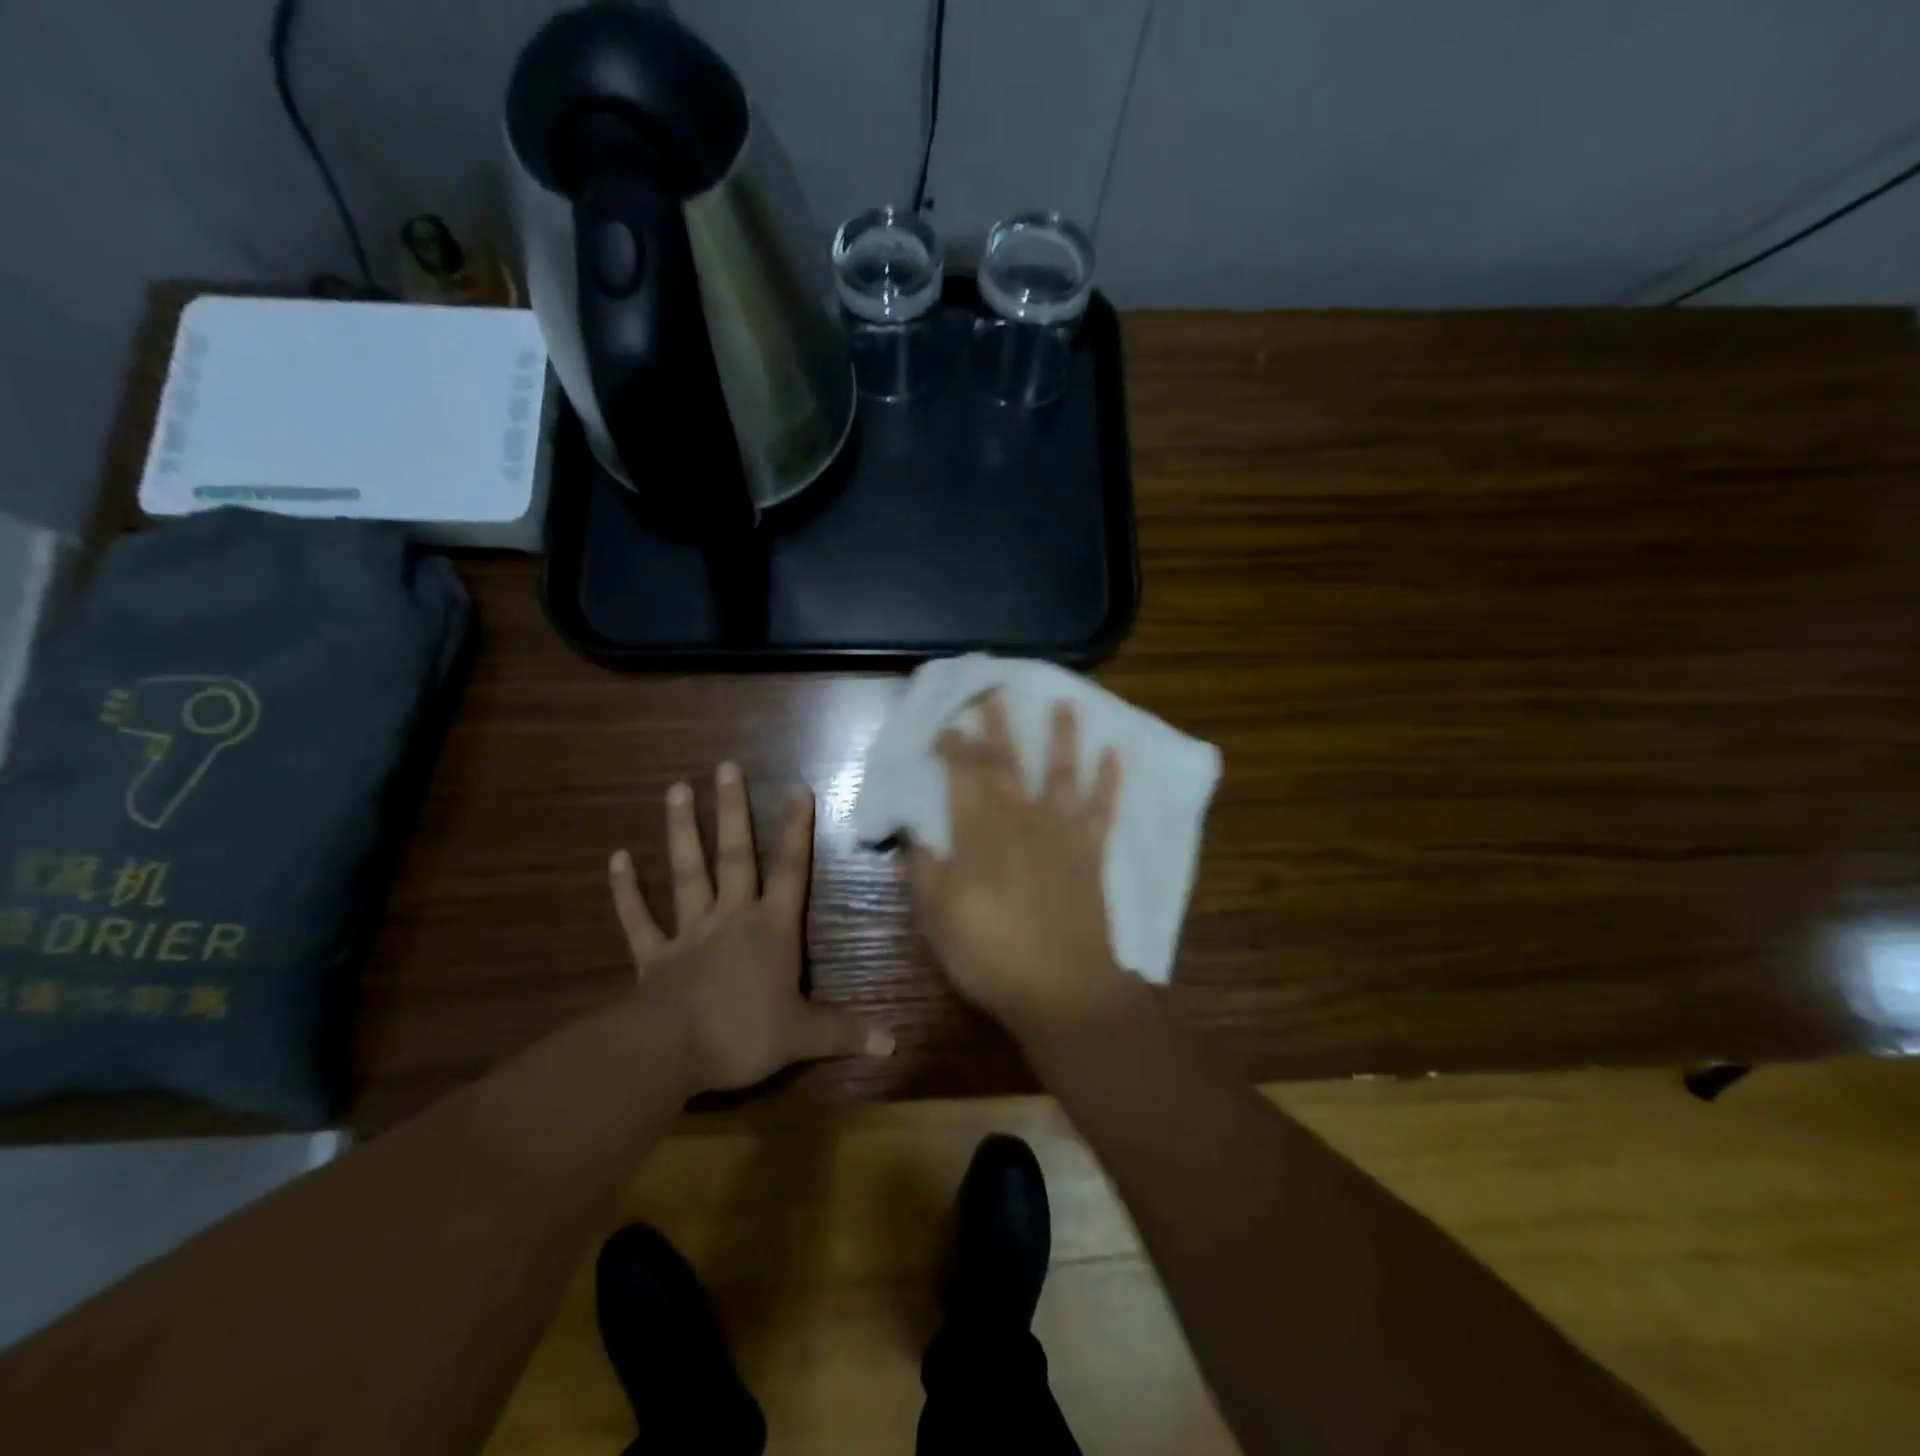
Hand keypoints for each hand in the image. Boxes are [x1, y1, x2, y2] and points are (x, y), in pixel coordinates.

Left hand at [610, 763, 893, 1092]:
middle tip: (726, 766)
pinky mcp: (655, 956)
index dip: (797, 830)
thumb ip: (847, 1031)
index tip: (798, 788)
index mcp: (771, 929)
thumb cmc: (744, 1034)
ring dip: (683, 832)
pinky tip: (616, 858)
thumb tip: (894, 1042)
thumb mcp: (804, 1036)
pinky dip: (626, 890)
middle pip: (736, 856)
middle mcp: (732, 918)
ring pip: (687, 873)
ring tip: (677, 789)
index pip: (791, 871)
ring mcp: (689, 933)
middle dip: (734, 811)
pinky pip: (639, 919)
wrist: (670, 1053)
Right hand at [910, 692, 1133, 1035]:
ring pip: (1061, 774)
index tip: (947, 725)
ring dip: (1062, 737)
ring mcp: (1061, 834)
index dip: (955, 746)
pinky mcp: (1090, 853)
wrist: (1061, 988)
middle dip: (999, 724)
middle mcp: (1021, 822)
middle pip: (1008, 763)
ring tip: (1066, 704)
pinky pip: (1102, 809)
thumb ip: (924, 871)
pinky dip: (1109, 780)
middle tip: (995, 689)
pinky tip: (1115, 754)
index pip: (964, 775)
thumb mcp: (937, 918)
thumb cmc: (990, 955)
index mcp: (979, 835)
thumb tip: (914, 837)